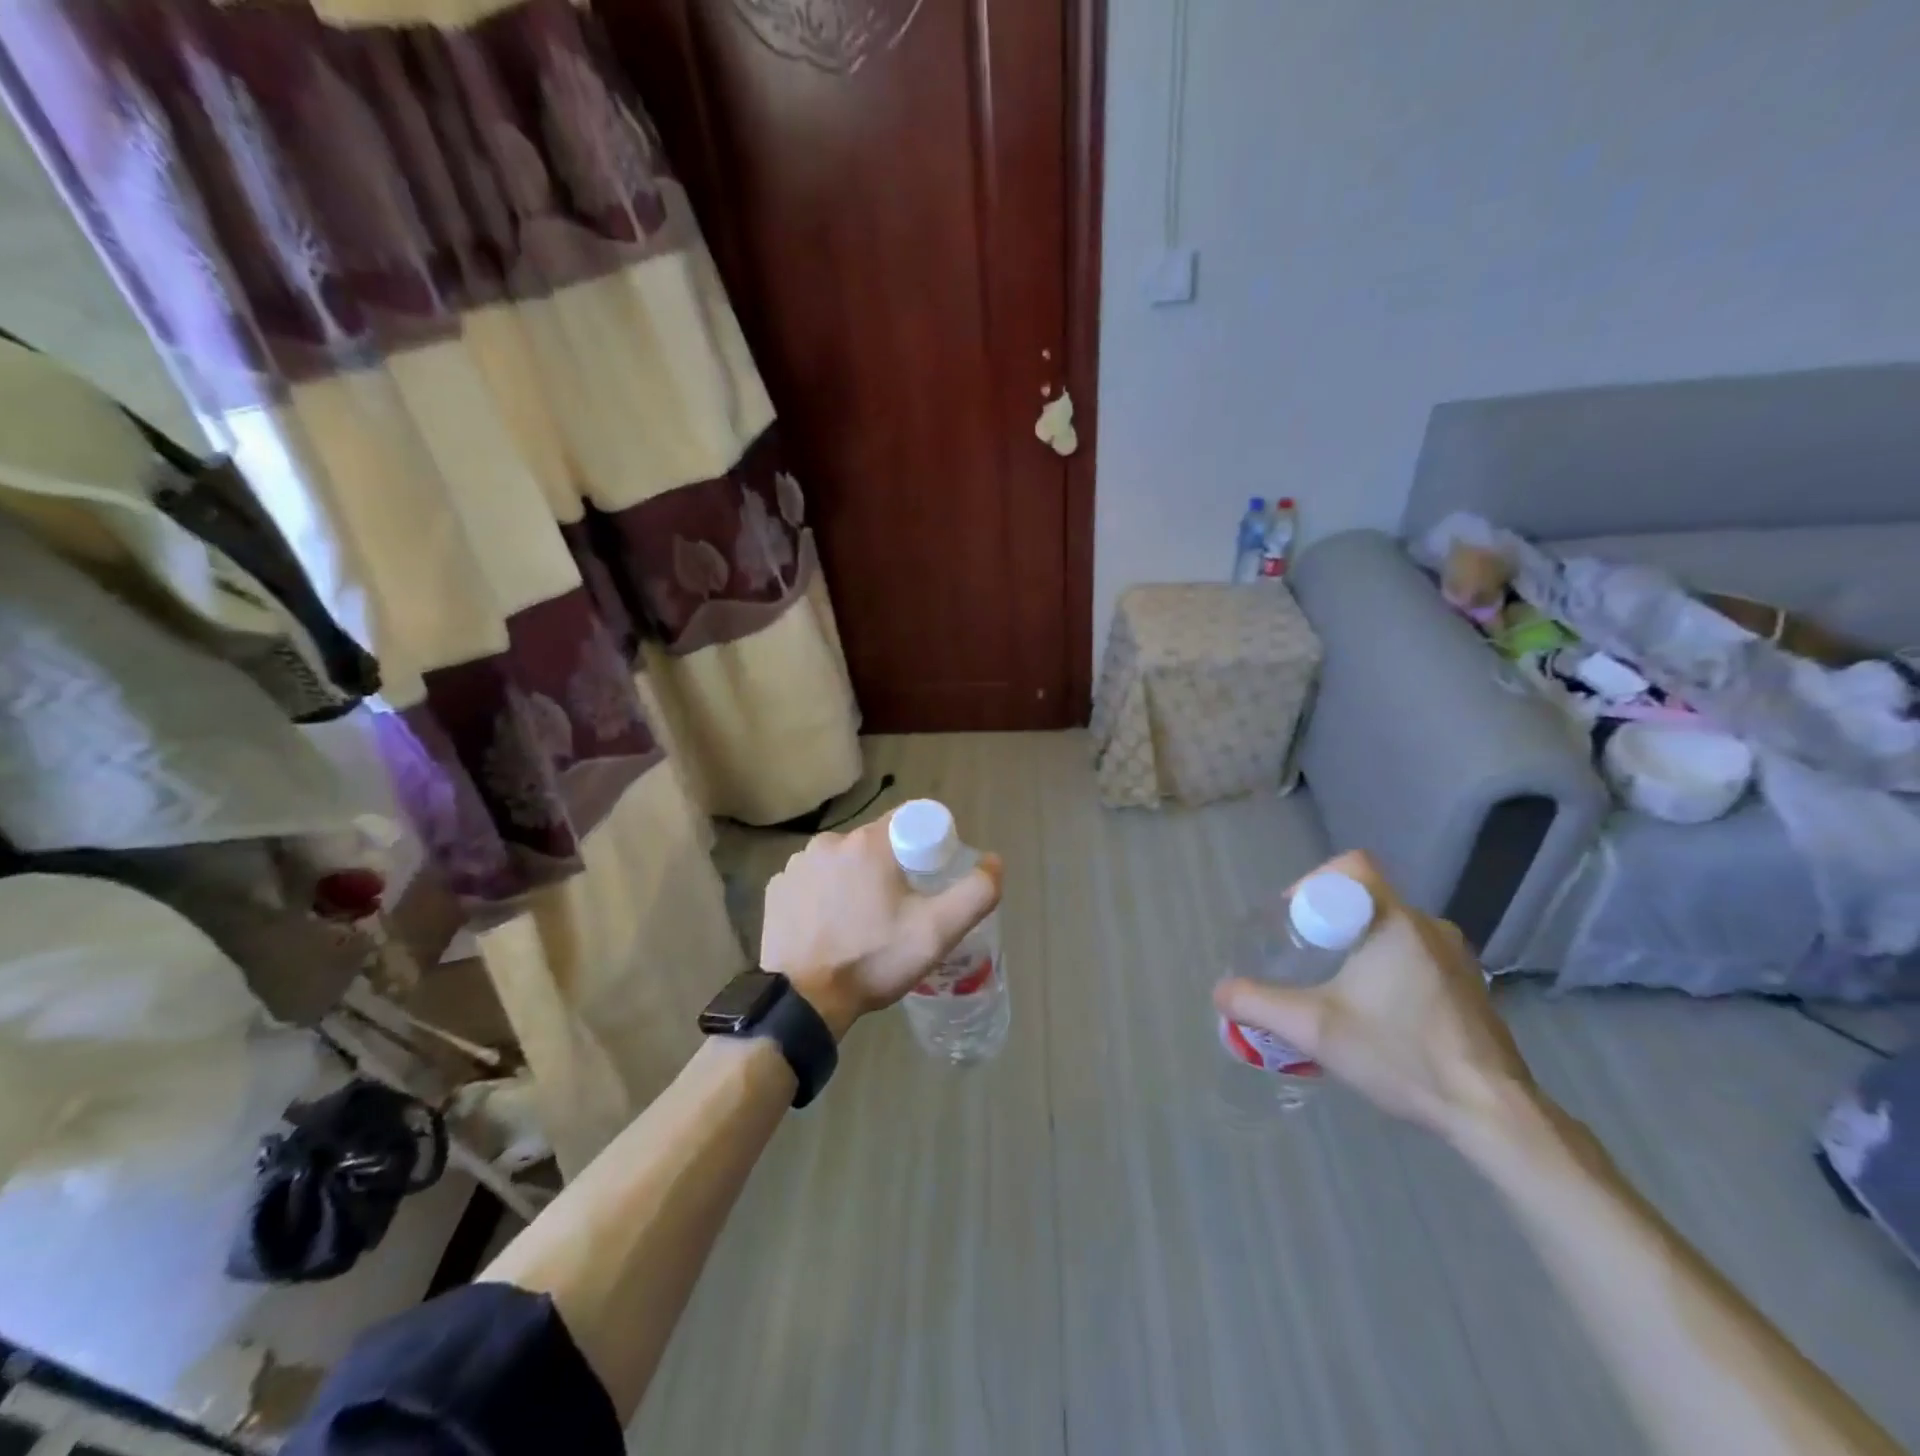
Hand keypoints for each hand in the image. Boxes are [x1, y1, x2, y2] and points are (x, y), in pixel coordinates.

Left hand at [761, 812, 1002, 1040]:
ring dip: (856, 879)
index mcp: (868, 843)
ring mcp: (796, 865)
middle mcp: (829, 842)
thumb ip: (975, 893)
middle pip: (875, 842)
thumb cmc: (872, 960)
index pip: (909, 820)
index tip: (931, 875)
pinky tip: (831, 924)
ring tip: (864, 920)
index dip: (927, 843)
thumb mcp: (937, 932)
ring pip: (842, 860)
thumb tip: (994, 862)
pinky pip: (813, 880)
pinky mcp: (776, 888)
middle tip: (902, 906)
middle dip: (892, 866)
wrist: (802, 1002)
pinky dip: (825, 894)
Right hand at [1212, 850, 1534, 1141]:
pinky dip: (1386, 965)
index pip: (1351, 866)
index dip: (1313, 882)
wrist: (1493, 1113)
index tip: (1294, 920)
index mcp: (1396, 921)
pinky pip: (1414, 953)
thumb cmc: (1401, 1055)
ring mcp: (1456, 956)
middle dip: (1328, 920)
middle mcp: (1429, 926)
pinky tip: (1376, 1011)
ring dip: (1357, 944)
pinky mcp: (1468, 985)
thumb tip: (1220, 991)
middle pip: (1366, 898)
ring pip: (1390, 927)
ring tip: (1334, 985)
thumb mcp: (1315, 1029)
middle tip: (1303, 957)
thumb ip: (1259, 1004)